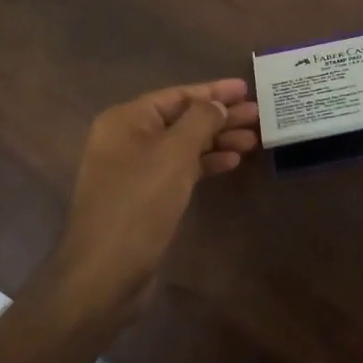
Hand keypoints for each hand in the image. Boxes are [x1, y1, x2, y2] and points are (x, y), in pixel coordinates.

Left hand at [43, 78, 259, 323]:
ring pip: (183, 145)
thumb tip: (217, 104)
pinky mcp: (144, 197)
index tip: (246, 88)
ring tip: (253, 139)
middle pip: (181, 118)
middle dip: (220, 116)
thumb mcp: (174, 154)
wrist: (104, 274)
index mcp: (126, 120)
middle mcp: (126, 139)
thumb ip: (200, 121)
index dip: (214, 91)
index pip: (177, 94)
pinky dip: (204, 163)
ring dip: (217, 140)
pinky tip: (231, 162)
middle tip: (258, 115)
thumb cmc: (139, 203)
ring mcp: (134, 169)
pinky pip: (179, 169)